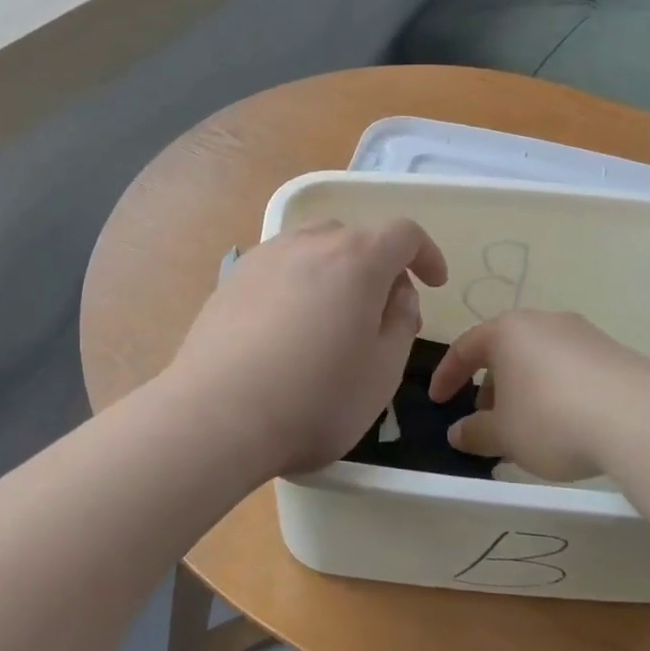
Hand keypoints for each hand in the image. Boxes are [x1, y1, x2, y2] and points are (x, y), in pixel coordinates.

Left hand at [163, 219, 447, 478]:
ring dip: (336, 271)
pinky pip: (279, 267)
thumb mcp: (382, 371)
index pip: (403, 234)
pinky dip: (298, 283)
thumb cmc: (314, 399)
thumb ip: (401, 321)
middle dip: (379, 266)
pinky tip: (289, 327)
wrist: (216, 416)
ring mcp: (264, 258)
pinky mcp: (231, 280)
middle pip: (355, 237)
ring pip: (313, 248)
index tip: (434, 283)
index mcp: (356, 259)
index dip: (426, 254)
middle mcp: (308, 243)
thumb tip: (397, 294)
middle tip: (382, 313)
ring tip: (334, 317)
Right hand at [429, 311, 649, 483]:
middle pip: (504, 351)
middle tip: (487, 420)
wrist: (641, 418)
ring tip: (527, 428)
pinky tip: (566, 425)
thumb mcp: (504, 435)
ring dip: (524, 391)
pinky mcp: (614, 353)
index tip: (437, 402)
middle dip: (490, 386)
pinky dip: (556, 392)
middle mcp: (543, 322)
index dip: (446, 377)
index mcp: (507, 331)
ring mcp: (583, 335)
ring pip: (539, 360)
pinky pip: (571, 370)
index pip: (464, 348)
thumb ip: (475, 433)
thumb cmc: (552, 418)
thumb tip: (457, 433)